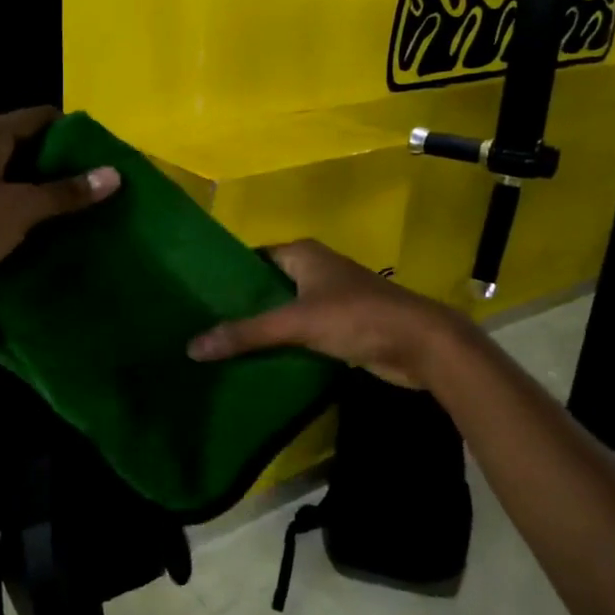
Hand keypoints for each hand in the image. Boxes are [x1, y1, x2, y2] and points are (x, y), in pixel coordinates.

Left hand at [0, 106, 119, 317]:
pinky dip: (30, 208)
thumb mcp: (22, 207)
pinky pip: (7, 199)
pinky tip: (54, 225)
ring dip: (48, 189)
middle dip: (65, 163)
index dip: (73, 132)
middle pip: (31, 145)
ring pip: (19, 176)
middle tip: (100, 184)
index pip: (40, 117)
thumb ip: (68, 191)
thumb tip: (114, 174)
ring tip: (86, 205)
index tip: (104, 154)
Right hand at [187, 240, 463, 388]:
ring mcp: (329, 298)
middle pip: (266, 285)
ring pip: (283, 310)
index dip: (227, 274)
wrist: (422, 345)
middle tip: (201, 324)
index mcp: (303, 253)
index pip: (253, 257)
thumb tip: (192, 347)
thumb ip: (246, 334)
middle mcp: (315, 269)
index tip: (196, 294)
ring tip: (219, 344)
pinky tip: (255, 360)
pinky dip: (281, 343)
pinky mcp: (340, 326)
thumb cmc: (358, 317)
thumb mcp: (297, 322)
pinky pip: (299, 331)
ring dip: (260, 327)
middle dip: (239, 305)